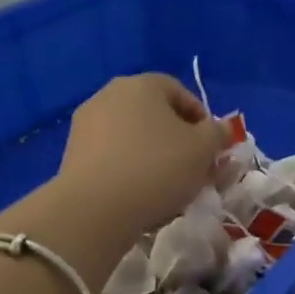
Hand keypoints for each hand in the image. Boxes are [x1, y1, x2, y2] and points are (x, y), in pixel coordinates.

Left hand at [59, 73, 227, 237]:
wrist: (95, 208)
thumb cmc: (158, 168)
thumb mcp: (204, 149)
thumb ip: (219, 133)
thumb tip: (222, 128)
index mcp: (143, 85)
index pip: (181, 92)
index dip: (203, 120)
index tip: (213, 148)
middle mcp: (110, 94)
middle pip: (156, 114)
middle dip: (178, 139)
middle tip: (194, 168)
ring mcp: (87, 123)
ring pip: (134, 135)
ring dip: (154, 155)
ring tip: (169, 185)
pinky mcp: (72, 152)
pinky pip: (113, 155)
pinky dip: (130, 168)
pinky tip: (141, 193)